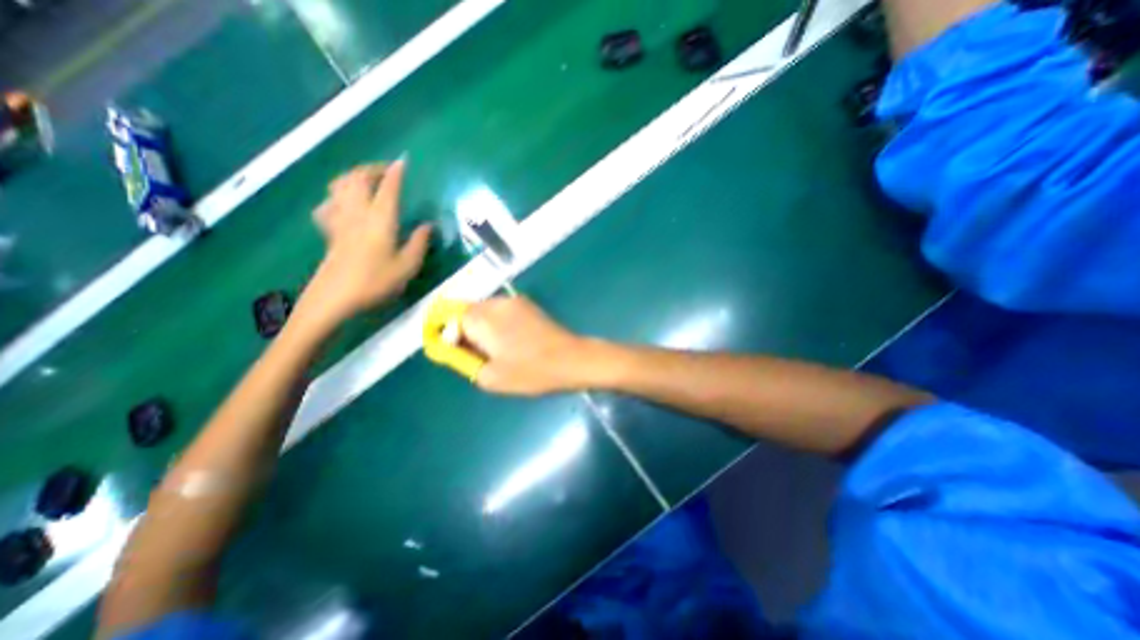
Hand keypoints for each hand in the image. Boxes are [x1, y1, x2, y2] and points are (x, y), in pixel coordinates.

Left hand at [297, 160, 432, 328]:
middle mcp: (358, 212)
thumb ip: (419, 243)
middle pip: (358, 178)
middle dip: (372, 168)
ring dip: (353, 176)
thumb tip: (427, 225)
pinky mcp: (329, 231)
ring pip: (339, 185)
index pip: (388, 188)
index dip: (395, 172)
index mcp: (380, 219)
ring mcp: (339, 219)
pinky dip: (337, 197)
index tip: (403, 161)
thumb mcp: (408, 266)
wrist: (336, 297)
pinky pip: (328, 204)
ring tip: (366, 181)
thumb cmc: (376, 281)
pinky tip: (344, 205)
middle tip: (386, 171)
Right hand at [461, 295, 595, 393]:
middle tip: (475, 353)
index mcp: (482, 318)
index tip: (451, 350)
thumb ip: (464, 359)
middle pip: (466, 310)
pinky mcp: (527, 303)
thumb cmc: (530, 372)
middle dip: (463, 329)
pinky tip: (510, 340)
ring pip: (484, 309)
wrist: (571, 359)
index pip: (449, 316)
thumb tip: (454, 345)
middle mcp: (495, 302)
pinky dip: (496, 322)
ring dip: (481, 325)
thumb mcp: (490, 377)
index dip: (445, 332)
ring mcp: (513, 300)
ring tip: (495, 348)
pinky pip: (501, 309)